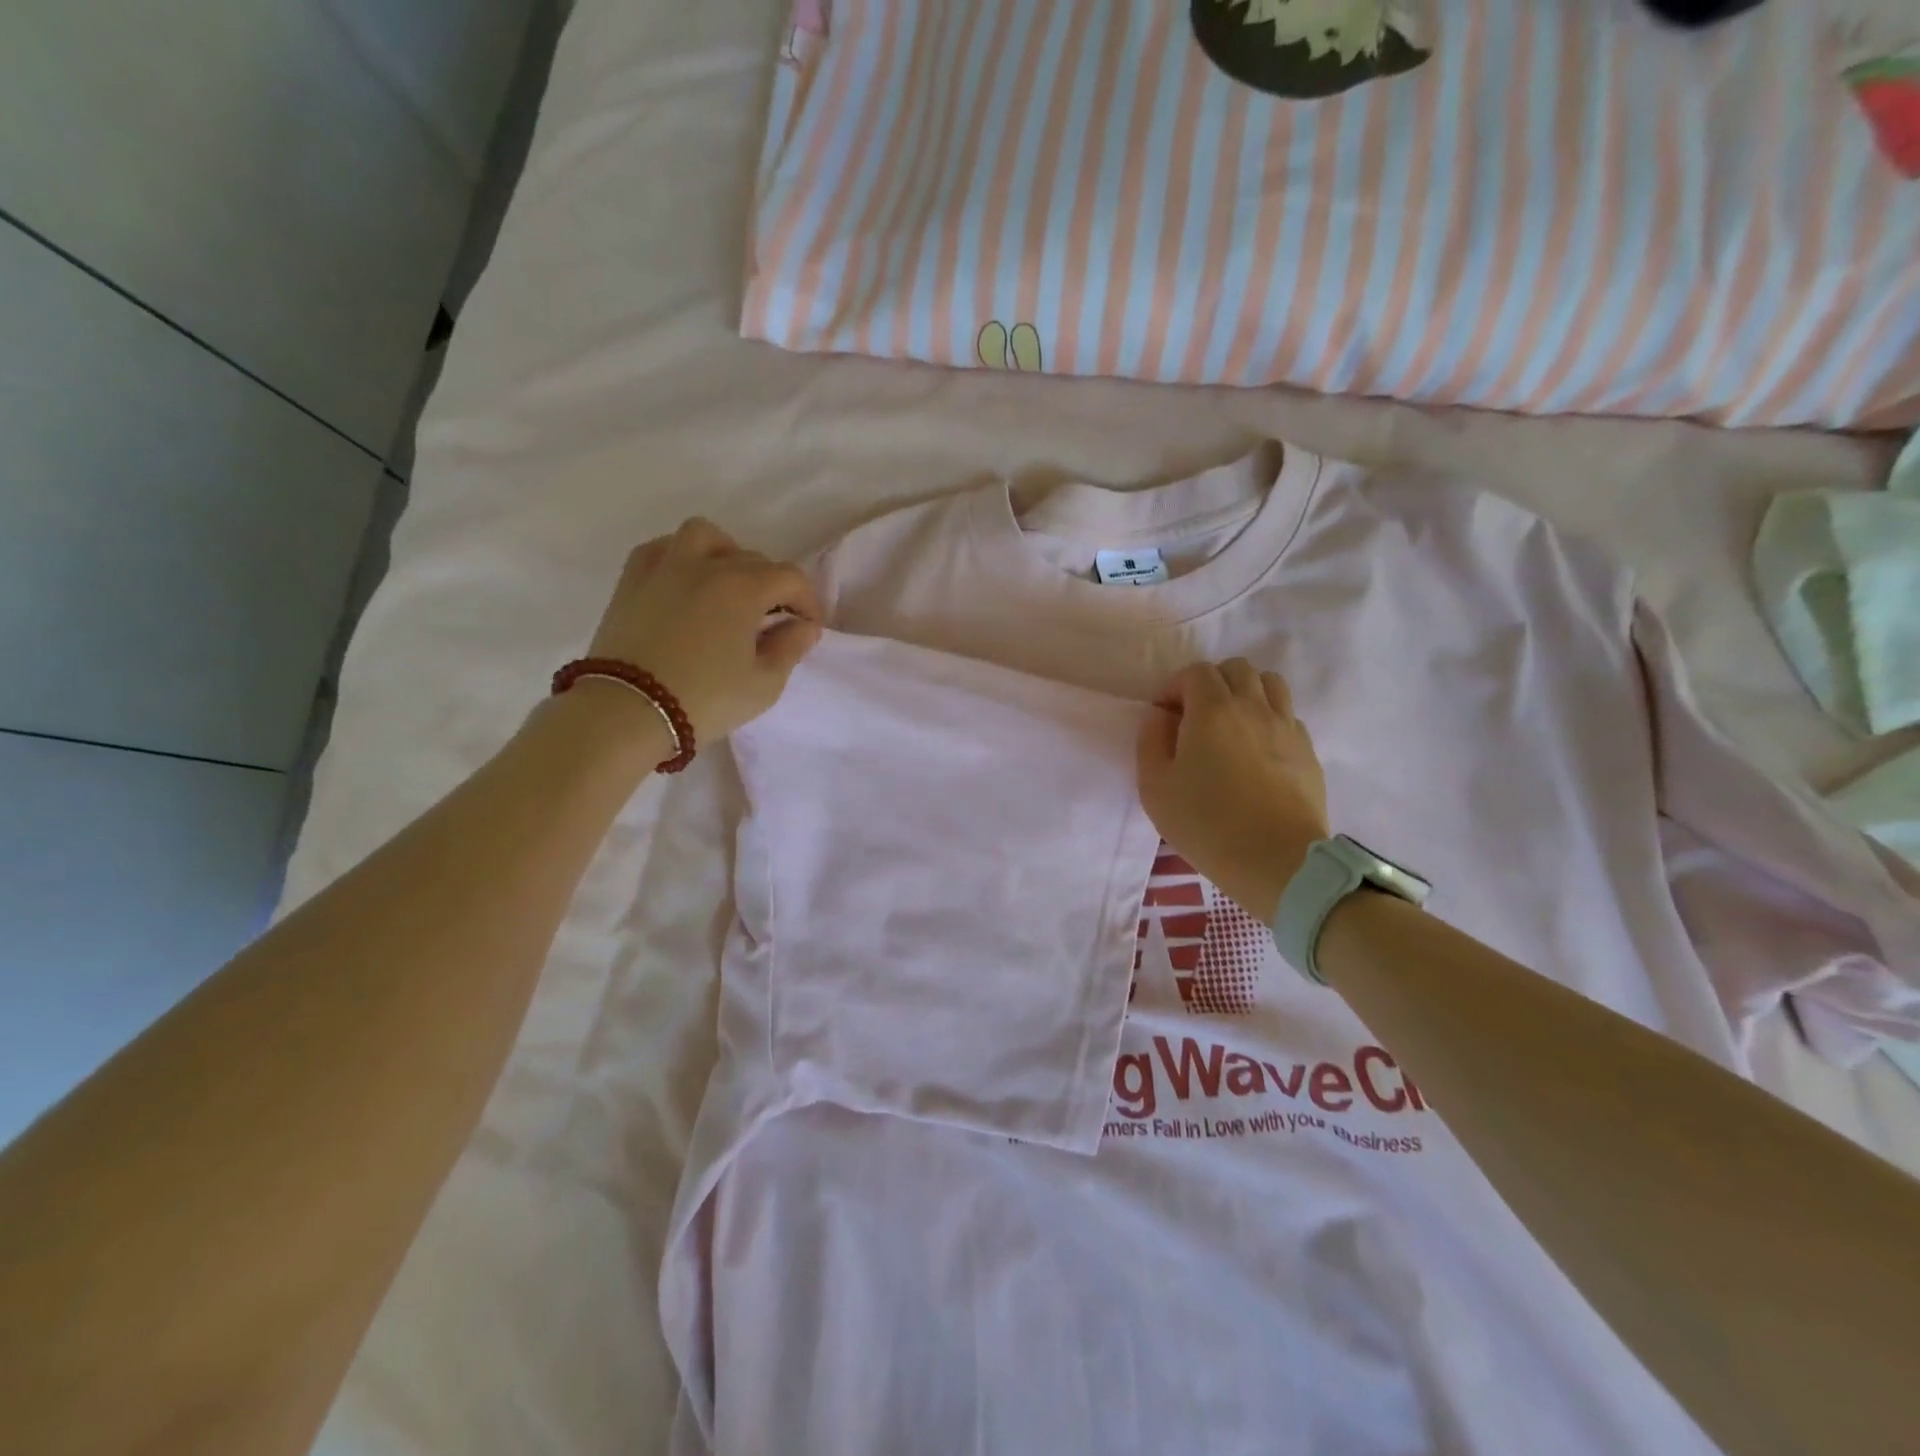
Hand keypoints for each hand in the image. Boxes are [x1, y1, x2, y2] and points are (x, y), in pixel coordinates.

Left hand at [583, 518, 822, 745]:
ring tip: (728, 586)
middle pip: (753, 559)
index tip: (808, 627)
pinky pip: (660, 549)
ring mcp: (665, 568)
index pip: (790, 578)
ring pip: (704, 536)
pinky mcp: (632, 581)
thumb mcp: (764, 684)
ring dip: (726, 554)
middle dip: (772, 586)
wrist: (626, 712)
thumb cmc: (704, 700)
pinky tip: (686, 582)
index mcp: (743, 588)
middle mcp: (706, 566)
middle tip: (772, 620)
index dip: (808, 601)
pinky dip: (680, 557)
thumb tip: (804, 625)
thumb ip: (790, 648)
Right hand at [1137, 659, 1329, 921]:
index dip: (1174, 688)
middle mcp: (1253, 707)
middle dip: (1211, 683)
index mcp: (1212, 710)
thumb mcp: (1155, 787)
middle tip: (1195, 718)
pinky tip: (1257, 751)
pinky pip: (1288, 715)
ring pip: (1270, 683)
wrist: (1277, 862)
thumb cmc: (1206, 824)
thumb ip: (1150, 740)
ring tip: (1230, 725)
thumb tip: (1161, 715)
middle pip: (1236, 669)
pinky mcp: (1307, 751)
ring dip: (1245, 693)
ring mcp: (1287, 727)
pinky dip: (1269, 719)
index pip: (1195, 672)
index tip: (1164, 718)